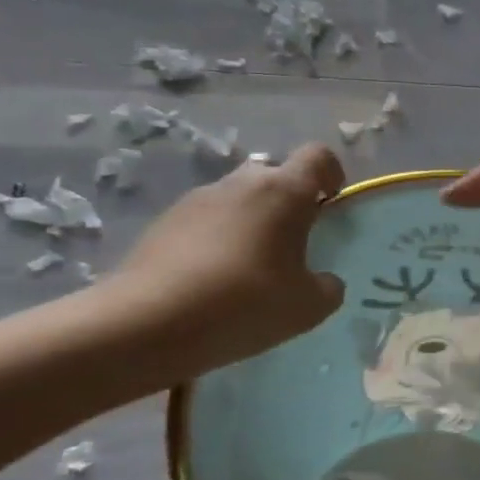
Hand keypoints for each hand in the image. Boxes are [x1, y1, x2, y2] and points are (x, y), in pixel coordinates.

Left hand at [107, 144, 347, 378]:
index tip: (332, 201)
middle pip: (273, 174)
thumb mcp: (308, 307)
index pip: (318, 157)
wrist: (148, 323)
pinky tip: (212, 281)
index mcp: (284, 192)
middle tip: (291, 244)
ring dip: (250, 221)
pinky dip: (216, 239)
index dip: (331, 173)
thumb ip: (328, 287)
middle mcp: (241, 183)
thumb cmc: (245, 304)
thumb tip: (325, 281)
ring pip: (237, 198)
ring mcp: (197, 199)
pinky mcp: (163, 222)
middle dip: (287, 201)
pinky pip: (205, 220)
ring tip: (248, 268)